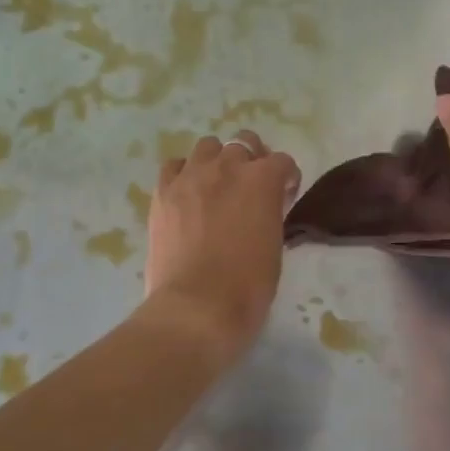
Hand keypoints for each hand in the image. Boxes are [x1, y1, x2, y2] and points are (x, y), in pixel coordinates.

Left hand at [144, 129, 300, 362]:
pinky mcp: (163, 192)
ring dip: (217, 160)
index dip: (286, 179)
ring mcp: (191, 176)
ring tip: (216, 186)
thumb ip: (270, 214)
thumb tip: (262, 208)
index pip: (282, 162)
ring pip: (207, 146)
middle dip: (252, 161)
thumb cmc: (248, 286)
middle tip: (250, 188)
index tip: (284, 197)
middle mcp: (228, 166)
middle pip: (244, 143)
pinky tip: (187, 193)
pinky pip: (174, 165)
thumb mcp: (274, 245)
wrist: (196, 308)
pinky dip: (184, 173)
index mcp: (263, 180)